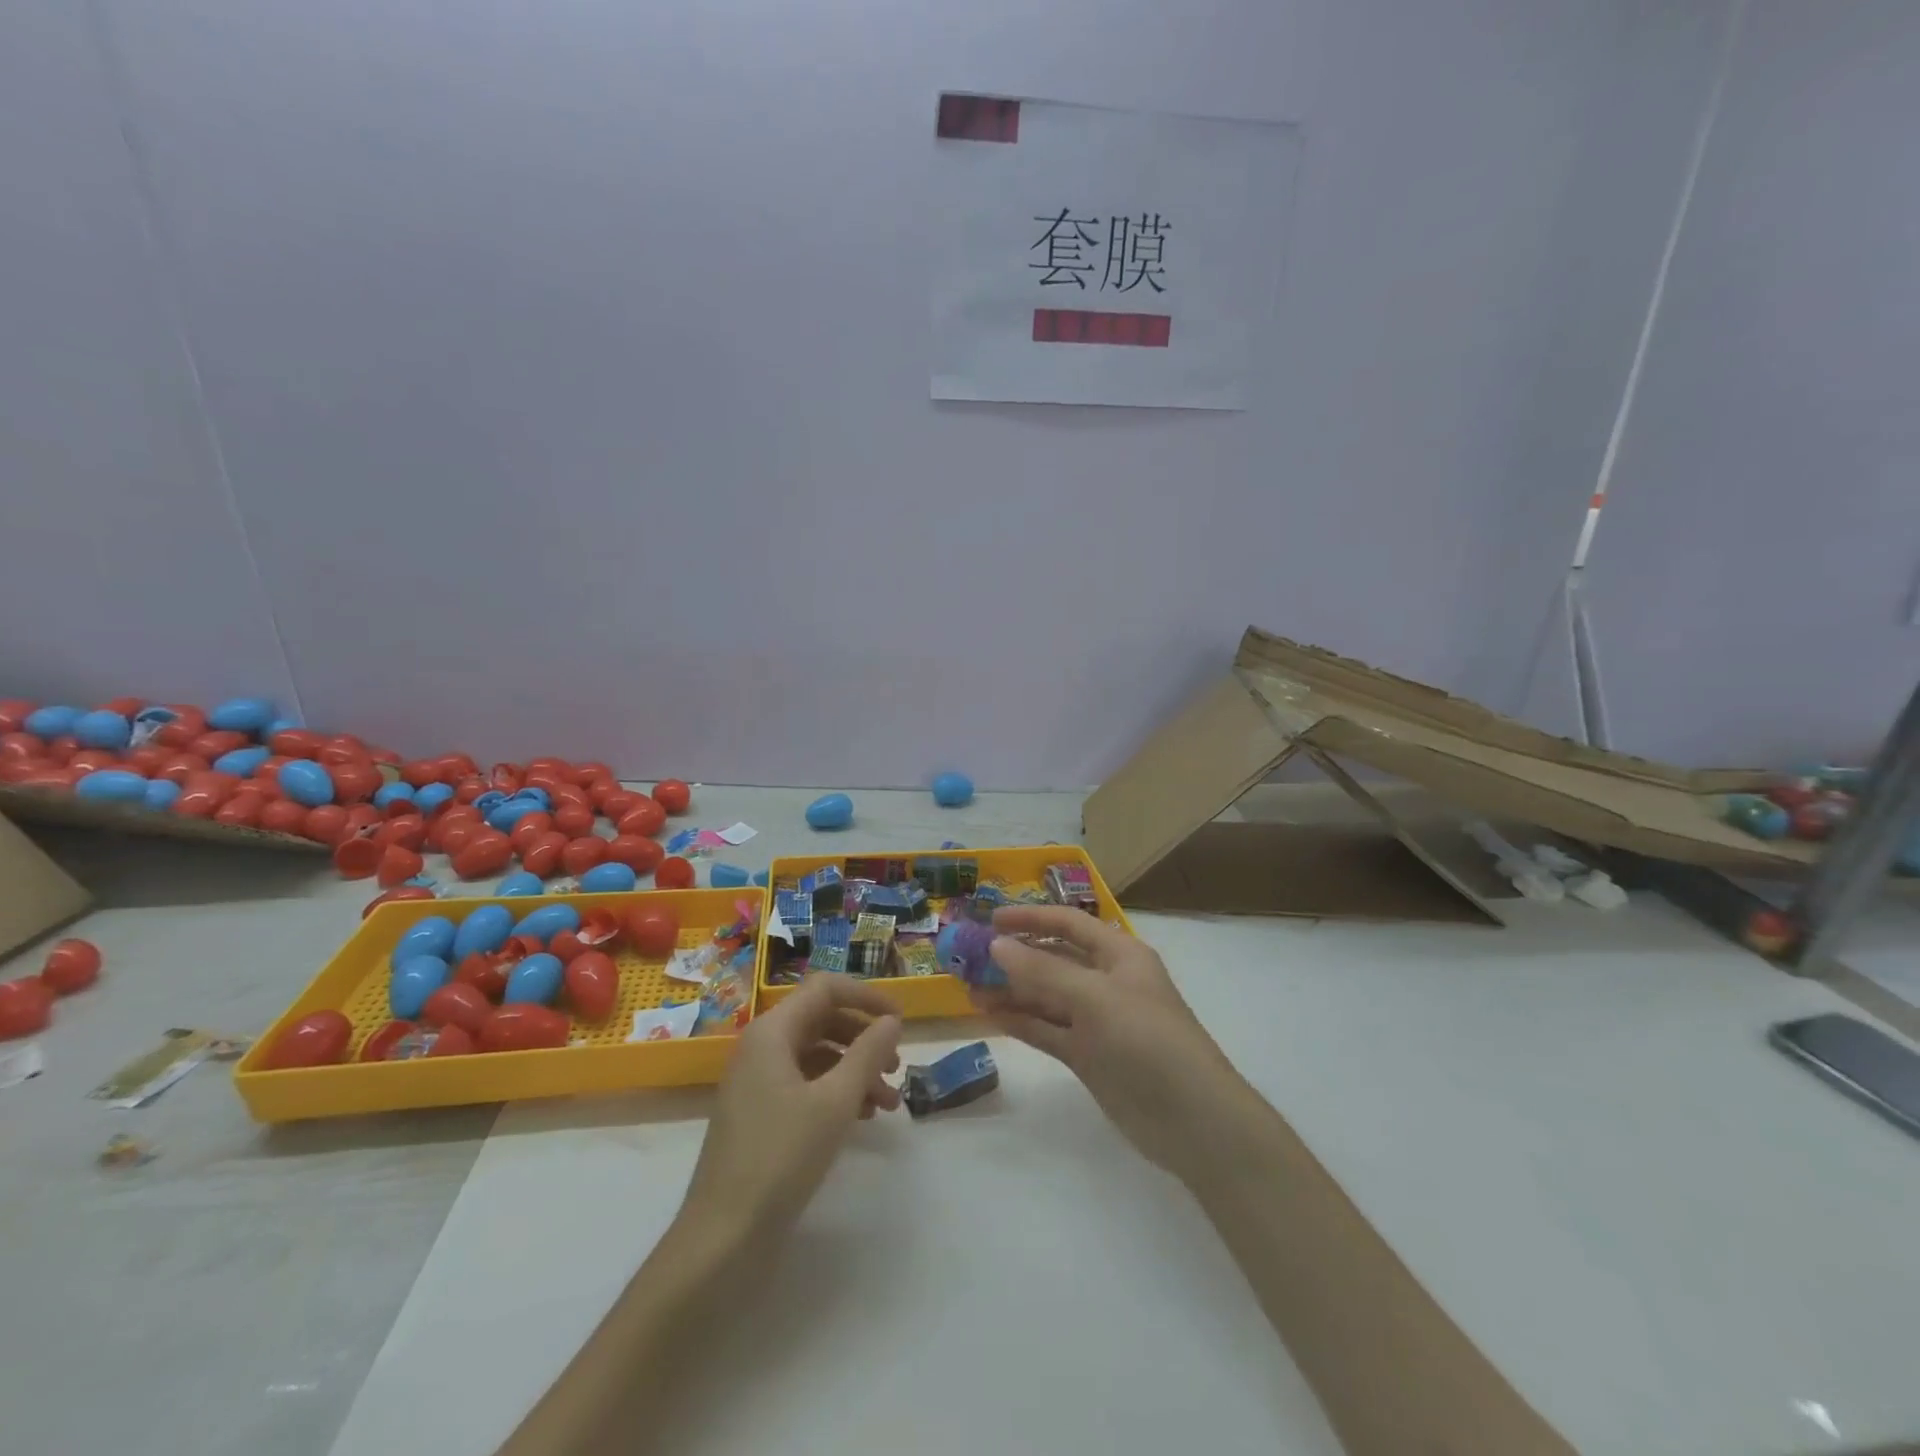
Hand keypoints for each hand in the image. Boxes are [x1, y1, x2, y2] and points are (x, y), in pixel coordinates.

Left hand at [681, 974, 903, 1239]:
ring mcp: (757, 1082)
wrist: (723, 1238)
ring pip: (817, 1055)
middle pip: (822, 1020)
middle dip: (864, 1038)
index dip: (866, 997)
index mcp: (772, 1032)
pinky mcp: (759, 1114)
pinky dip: (836, 1092)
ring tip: (888, 1102)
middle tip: (897, 1066)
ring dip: (855, 1070)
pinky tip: (862, 1117)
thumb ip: (868, 1053)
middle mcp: (761, 1047)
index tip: (900, 1020)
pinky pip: (805, 1084)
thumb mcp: (835, 1101)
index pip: (825, 989)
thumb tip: (892, 1021)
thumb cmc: (780, 1158)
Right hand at [974, 906, 1252, 1186]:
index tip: (990, 919)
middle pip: (1053, 959)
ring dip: (1011, 990)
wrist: (1192, 1120)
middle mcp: (1106, 981)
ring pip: (1046, 996)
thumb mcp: (1095, 998)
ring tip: (968, 987)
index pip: (1068, 924)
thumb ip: (1043, 972)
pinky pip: (1047, 1029)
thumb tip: (997, 945)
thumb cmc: (1147, 1040)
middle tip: (969, 957)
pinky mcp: (1088, 1055)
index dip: (1030, 918)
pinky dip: (1021, 1021)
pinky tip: (990, 1015)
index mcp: (1119, 954)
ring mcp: (1096, 1020)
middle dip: (1014, 956)